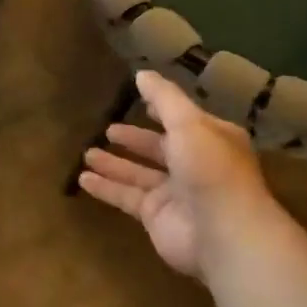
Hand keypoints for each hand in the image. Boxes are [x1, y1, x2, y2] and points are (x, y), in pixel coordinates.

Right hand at [78, 70, 274, 278]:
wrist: (223, 233)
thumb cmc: (210, 168)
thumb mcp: (188, 123)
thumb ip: (164, 98)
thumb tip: (142, 73)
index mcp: (210, 138)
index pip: (182, 119)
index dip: (162, 109)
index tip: (140, 99)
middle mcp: (194, 164)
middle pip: (158, 148)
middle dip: (135, 139)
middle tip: (108, 129)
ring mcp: (175, 193)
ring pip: (139, 173)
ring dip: (115, 163)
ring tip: (87, 153)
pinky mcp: (156, 216)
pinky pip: (126, 197)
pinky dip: (106, 188)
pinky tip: (83, 179)